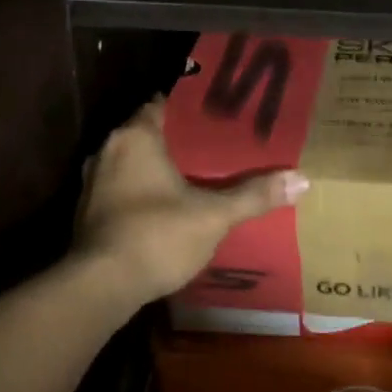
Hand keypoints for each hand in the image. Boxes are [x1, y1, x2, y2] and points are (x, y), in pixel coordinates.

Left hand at [72, 97, 308, 310]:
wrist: (101, 286)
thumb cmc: (157, 235)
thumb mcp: (214, 215)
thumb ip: (254, 196)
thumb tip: (301, 179)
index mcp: (136, 137)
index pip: (162, 104)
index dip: (190, 107)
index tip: (219, 113)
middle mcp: (109, 150)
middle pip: (149, 133)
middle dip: (180, 139)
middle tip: (218, 145)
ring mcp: (94, 182)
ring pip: (134, 162)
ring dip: (159, 167)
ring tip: (198, 175)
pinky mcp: (90, 212)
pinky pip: (123, 188)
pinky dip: (144, 191)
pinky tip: (169, 206)